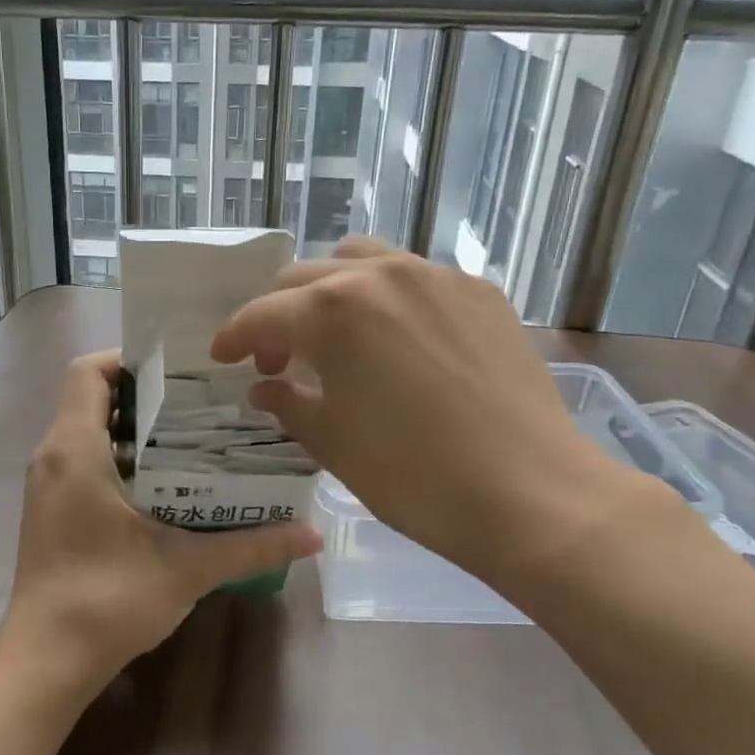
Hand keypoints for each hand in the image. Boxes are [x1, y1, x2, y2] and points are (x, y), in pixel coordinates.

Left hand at [0, 350, 321, 696]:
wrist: (46, 662)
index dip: (129, 359)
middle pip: (93, 398)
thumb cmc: (109, 599)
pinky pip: (82, 461)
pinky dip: (119, 458)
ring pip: (87, 432)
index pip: (89, 371)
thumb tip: (313, 534)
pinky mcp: (49, 511)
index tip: (179, 371)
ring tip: (192, 438)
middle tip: (202, 404)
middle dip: (146, 395)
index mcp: (75, 448)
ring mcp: (46, 486)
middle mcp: (51, 456)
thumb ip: (252, 546)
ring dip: (134, 429)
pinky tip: (165, 485)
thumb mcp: (187, 567)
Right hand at [210, 239, 642, 596]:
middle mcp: (380, 275)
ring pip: (362, 260)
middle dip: (281, 317)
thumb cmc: (414, 476)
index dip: (235, 336)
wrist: (530, 494)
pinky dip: (390, 298)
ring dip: (334, 291)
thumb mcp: (332, 442)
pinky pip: (416, 277)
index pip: (262, 314)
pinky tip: (401, 341)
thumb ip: (288, 402)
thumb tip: (265, 387)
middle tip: (281, 361)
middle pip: (305, 278)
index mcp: (332, 311)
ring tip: (339, 335)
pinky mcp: (480, 292)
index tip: (224, 356)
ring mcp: (436, 277)